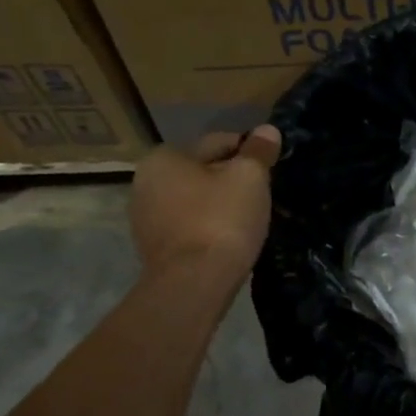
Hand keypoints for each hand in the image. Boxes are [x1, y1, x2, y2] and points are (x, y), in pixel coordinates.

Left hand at [129, 127, 281, 274]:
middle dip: (232, 178)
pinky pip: (190, 225)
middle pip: (203, 171)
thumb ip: (258, 151)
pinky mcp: (155, 250)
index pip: (217, 142)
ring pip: (196, 200)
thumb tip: (268, 130)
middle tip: (264, 191)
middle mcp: (145, 184)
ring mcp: (146, 220)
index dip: (248, 151)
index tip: (271, 165)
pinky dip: (210, 225)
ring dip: (221, 203)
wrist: (193, 285)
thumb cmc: (221, 219)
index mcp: (163, 159)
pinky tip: (231, 236)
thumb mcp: (249, 177)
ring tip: (251, 216)